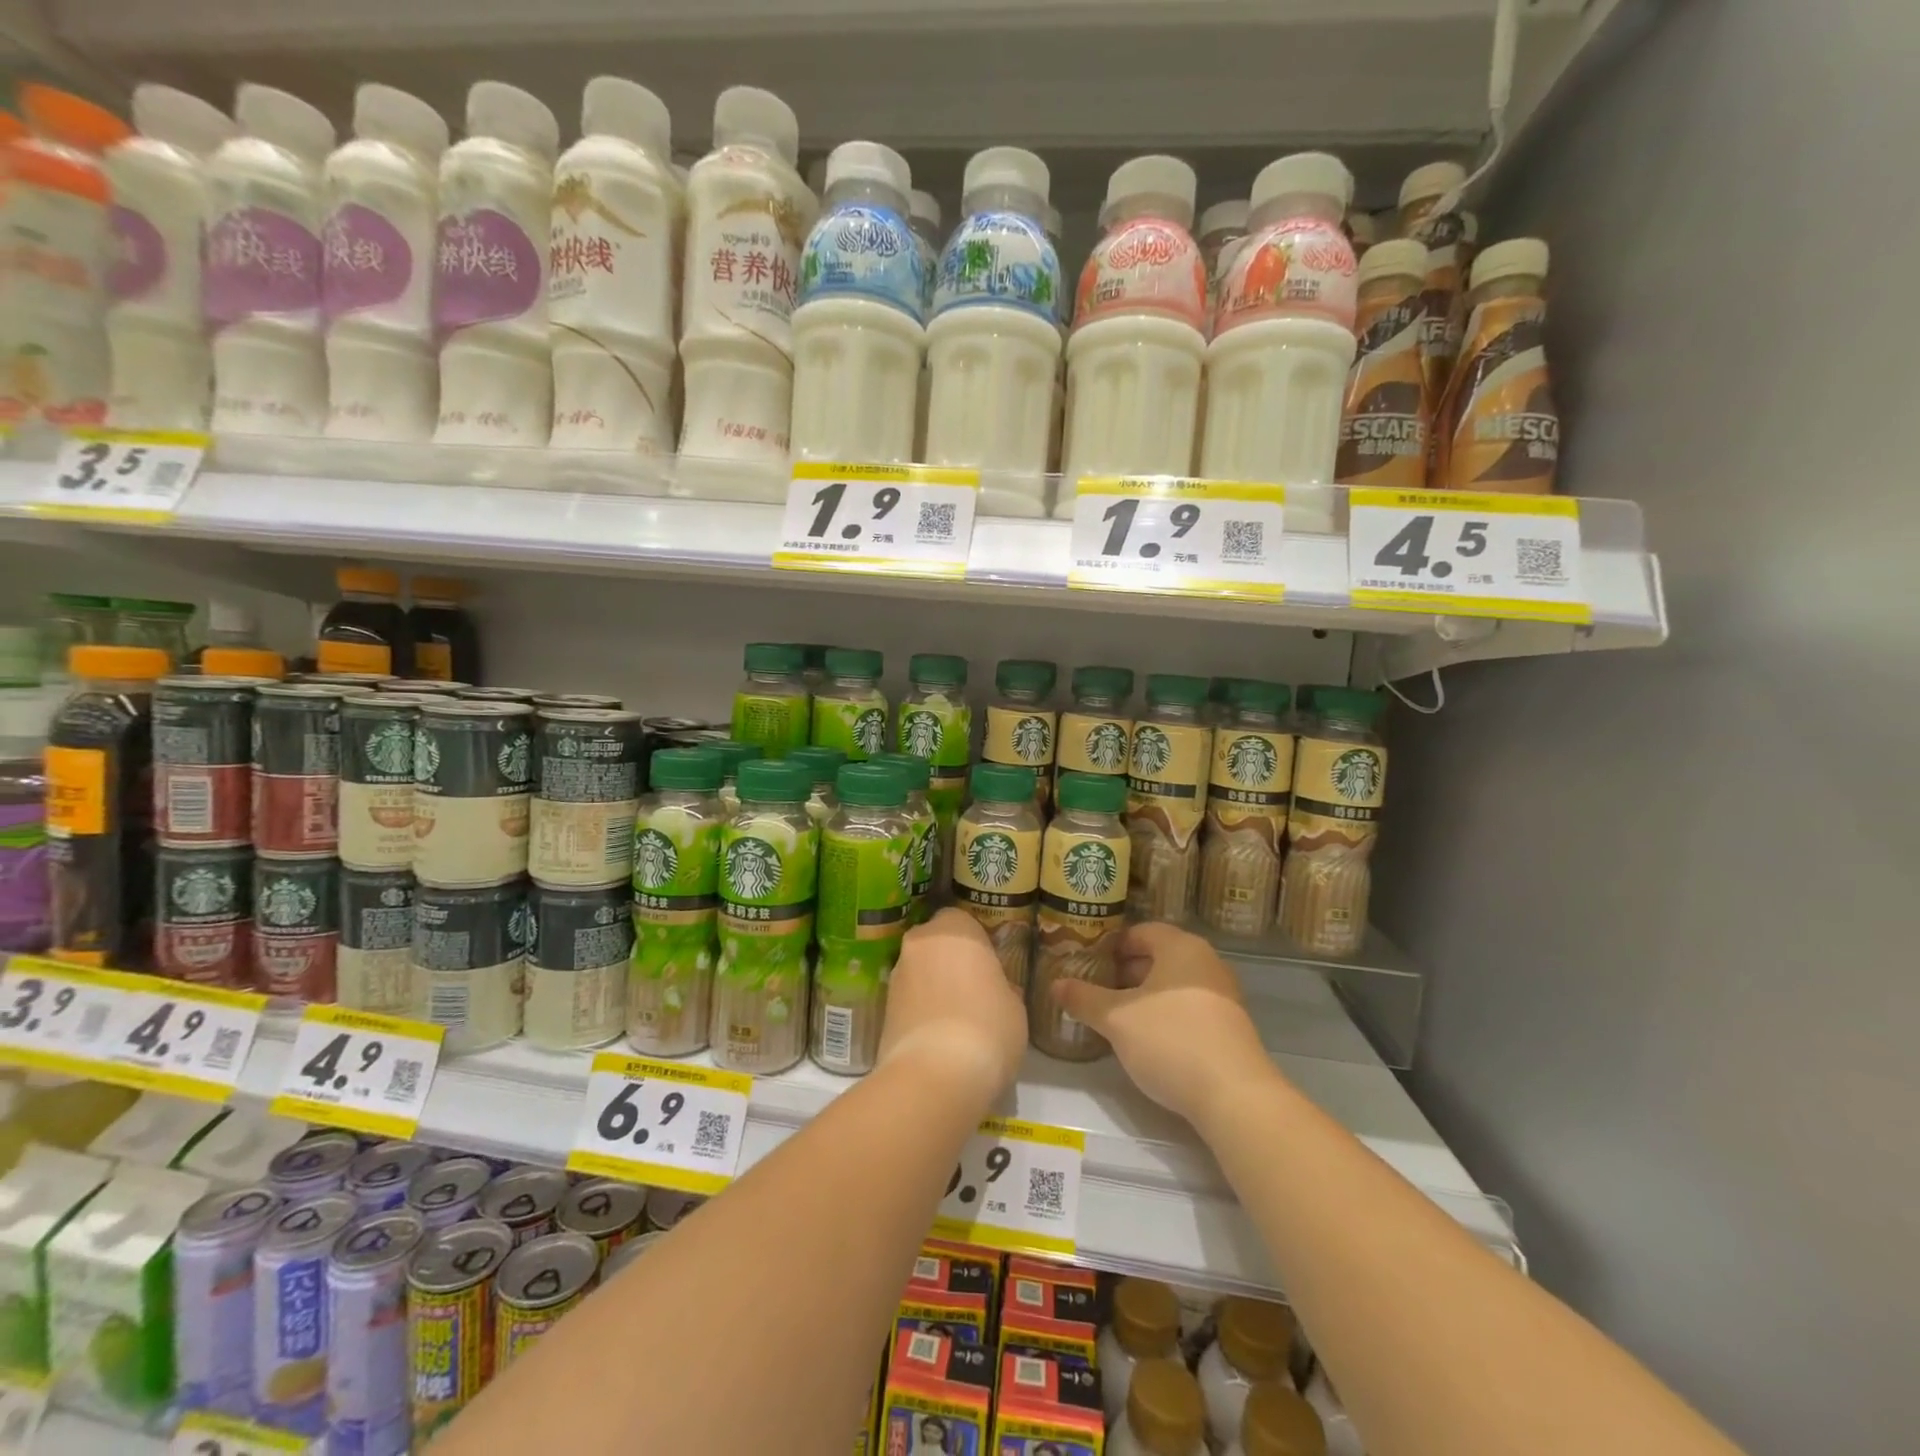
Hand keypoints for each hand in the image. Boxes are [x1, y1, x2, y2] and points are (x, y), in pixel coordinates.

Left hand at [878, 909, 1027, 1101]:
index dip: (976, 942)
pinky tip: (938, 1037)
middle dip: (950, 961)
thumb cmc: (987, 1027)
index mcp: (954, 928)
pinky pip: (909, 1000)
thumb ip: (1002, 987)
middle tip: (973, 989)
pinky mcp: (881, 1008)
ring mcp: (896, 975)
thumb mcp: (1014, 1006)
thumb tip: (995, 990)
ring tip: (955, 1019)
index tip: (989, 966)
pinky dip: (920, 1010)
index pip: (962, 920)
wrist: (935, 1076)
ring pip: (920, 972)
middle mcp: (919, 942)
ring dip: (933, 986)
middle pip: (936, 944)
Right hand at [1052, 922, 1279, 1127]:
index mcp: (1180, 947)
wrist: (1235, 1096)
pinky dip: (1166, 1015)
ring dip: (1144, 996)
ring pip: (1173, 985)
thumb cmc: (1170, 1040)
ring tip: (1116, 1017)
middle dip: (1125, 973)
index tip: (1087, 964)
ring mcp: (1222, 995)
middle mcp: (1206, 962)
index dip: (1110, 946)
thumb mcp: (1116, 1019)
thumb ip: (1084, 998)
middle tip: (1095, 991)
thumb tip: (1055, 984)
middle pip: (1158, 957)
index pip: (1140, 932)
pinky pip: (1189, 1008)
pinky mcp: (1230, 1027)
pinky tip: (1147, 1040)